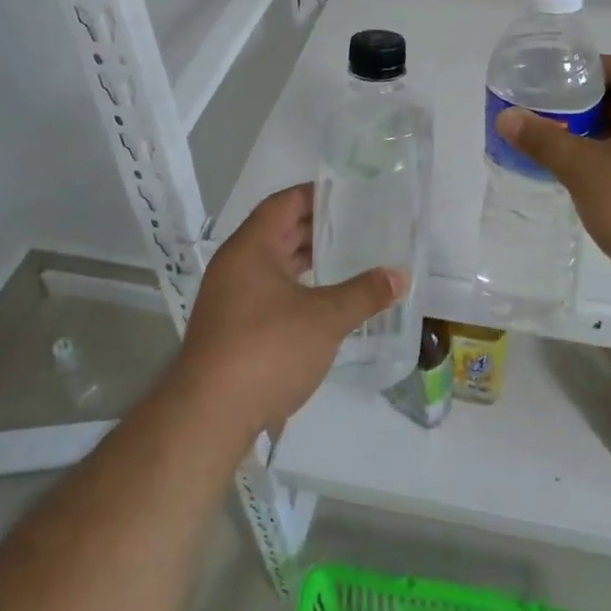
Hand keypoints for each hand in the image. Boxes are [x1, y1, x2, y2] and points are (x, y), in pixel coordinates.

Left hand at [175, 183, 405, 436]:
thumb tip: (401, 275)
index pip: (283, 204)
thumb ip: (364, 293)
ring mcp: (229, 300)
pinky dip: (296, 289)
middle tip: (357, 223)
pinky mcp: (230, 330)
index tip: (348, 193)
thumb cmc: (267, 349)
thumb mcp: (325, 318)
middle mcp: (234, 266)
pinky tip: (322, 302)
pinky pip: (268, 293)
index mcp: (250, 248)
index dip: (314, 195)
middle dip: (315, 227)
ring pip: (272, 265)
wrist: (209, 417)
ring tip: (345, 257)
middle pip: (277, 232)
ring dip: (305, 260)